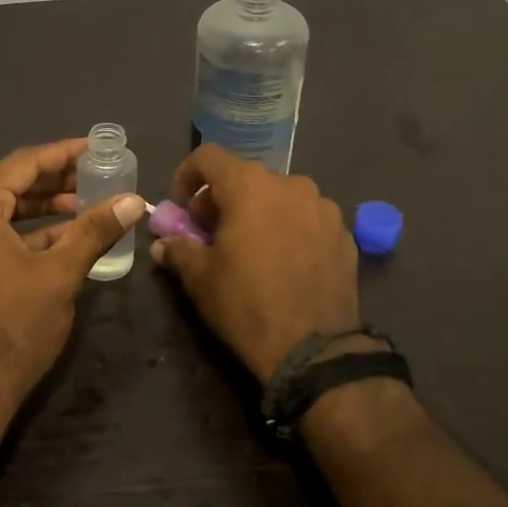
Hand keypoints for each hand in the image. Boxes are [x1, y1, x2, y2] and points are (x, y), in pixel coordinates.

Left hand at [0, 139, 144, 433]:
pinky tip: (59, 237)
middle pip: (9, 183)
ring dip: (41, 206)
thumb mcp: (60, 274)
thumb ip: (95, 230)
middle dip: (54, 180)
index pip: (23, 164)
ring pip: (0, 209)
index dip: (63, 154)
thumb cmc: (14, 326)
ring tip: (83, 205)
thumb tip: (134, 199)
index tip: (96, 149)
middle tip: (95, 176)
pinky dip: (23, 231)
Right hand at [150, 145, 361, 382]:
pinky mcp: (345, 235)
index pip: (209, 157)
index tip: (181, 204)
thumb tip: (163, 243)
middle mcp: (291, 185)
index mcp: (251, 186)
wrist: (314, 349)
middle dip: (223, 199)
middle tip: (210, 232)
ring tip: (251, 248)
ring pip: (280, 197)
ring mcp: (324, 208)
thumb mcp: (200, 278)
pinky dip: (290, 229)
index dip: (188, 175)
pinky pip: (308, 219)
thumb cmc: (246, 304)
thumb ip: (178, 250)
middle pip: (247, 177)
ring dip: (259, 212)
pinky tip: (285, 262)